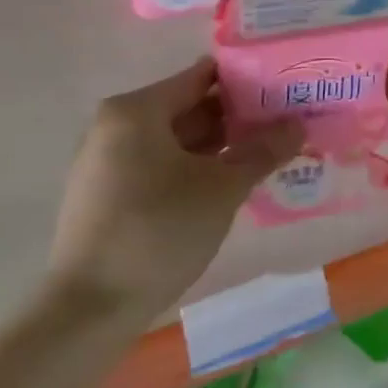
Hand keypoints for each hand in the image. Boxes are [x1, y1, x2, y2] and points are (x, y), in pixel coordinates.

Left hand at [48, 59, 302, 313]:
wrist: (89, 310)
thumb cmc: (158, 231)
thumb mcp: (222, 189)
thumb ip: (262, 151)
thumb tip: (297, 124)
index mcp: (137, 110)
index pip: (202, 76)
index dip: (246, 81)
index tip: (283, 91)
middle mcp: (115, 126)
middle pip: (188, 107)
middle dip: (237, 118)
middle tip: (284, 125)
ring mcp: (106, 161)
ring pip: (175, 140)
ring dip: (219, 147)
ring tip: (266, 154)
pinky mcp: (106, 194)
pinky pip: (159, 166)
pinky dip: (193, 169)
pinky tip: (227, 185)